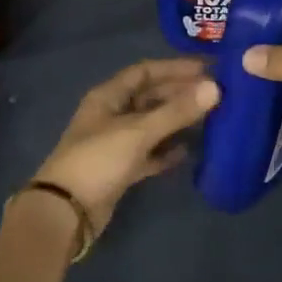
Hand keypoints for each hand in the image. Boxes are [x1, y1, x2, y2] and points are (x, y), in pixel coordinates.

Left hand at [33, 58, 218, 232]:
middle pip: (150, 97)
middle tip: (214, 94)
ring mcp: (115, 143)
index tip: (206, 69)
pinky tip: (189, 151)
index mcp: (108, 96)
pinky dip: (166, 151)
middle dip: (179, 93)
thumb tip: (215, 87)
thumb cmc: (98, 160)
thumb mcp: (138, 131)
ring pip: (151, 125)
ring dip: (176, 121)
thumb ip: (176, 111)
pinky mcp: (121, 169)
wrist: (66, 213)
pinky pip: (149, 153)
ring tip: (209, 118)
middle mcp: (111, 114)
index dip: (174, 68)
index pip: (145, 71)